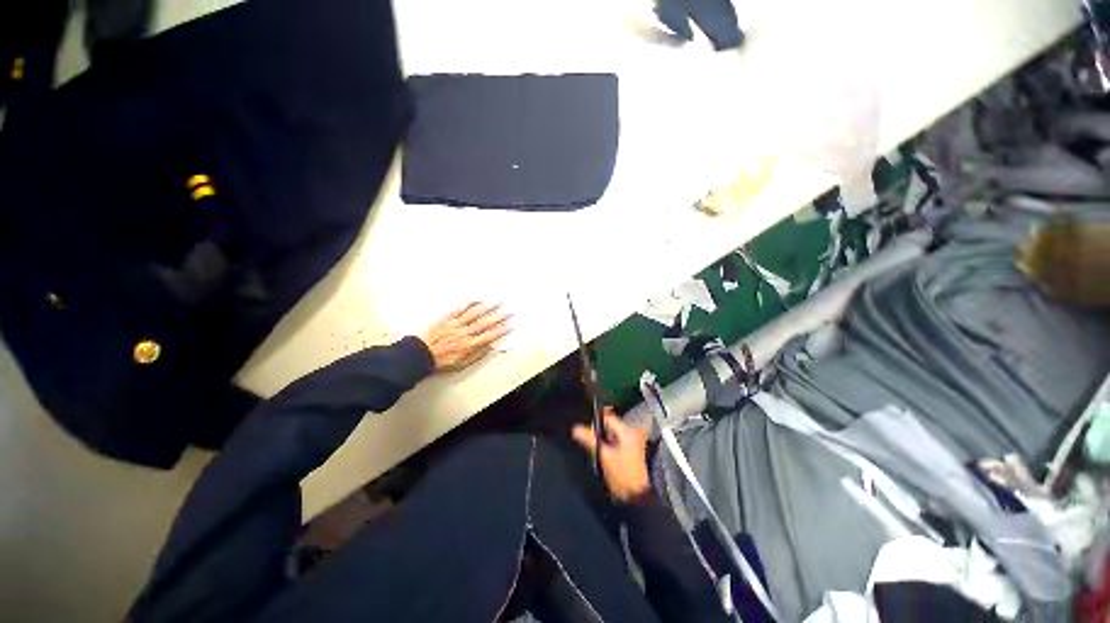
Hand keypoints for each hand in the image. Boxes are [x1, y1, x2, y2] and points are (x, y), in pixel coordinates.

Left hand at [419, 302, 510, 372]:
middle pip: (485, 323)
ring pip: (474, 314)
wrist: (420, 355)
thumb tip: (491, 346)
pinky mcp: (447, 319)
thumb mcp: (462, 364)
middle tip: (509, 311)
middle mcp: (465, 333)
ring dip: (487, 307)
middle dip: (499, 317)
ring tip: (498, 302)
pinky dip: (469, 304)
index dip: (501, 331)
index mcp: (469, 345)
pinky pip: (459, 309)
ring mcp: (456, 324)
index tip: (511, 325)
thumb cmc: (443, 362)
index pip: (489, 336)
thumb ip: (477, 355)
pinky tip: (478, 299)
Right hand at [572, 409, 651, 502]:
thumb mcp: (604, 456)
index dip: (596, 423)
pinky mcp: (631, 450)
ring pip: (612, 433)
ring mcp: (633, 442)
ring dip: (603, 438)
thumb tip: (575, 429)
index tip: (587, 432)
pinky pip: (616, 440)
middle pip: (610, 425)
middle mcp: (632, 433)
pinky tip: (604, 453)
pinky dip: (608, 444)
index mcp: (627, 432)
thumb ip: (590, 440)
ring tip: (596, 448)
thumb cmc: (622, 476)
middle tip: (589, 441)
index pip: (608, 418)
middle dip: (599, 431)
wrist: (636, 497)